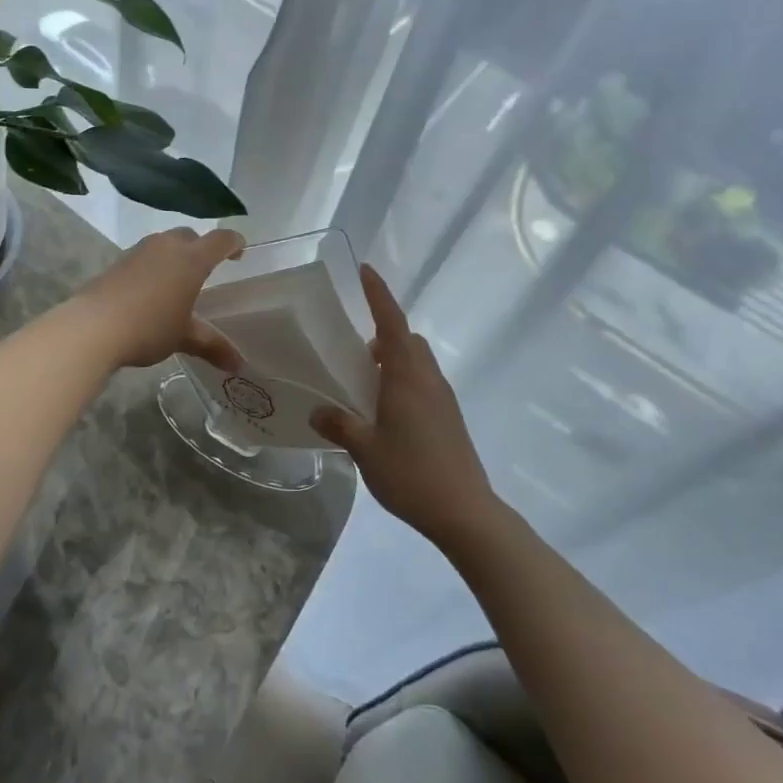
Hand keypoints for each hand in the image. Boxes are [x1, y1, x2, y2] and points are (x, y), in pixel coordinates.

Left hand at [74, 227, 247, 372]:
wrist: (93, 327)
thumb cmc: (149, 327)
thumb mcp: (184, 338)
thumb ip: (212, 345)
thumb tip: (238, 364)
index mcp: (191, 259)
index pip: (221, 240)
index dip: (234, 243)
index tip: (240, 251)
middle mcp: (167, 246)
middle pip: (191, 236)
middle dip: (202, 247)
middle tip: (208, 268)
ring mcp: (139, 251)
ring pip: (165, 243)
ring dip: (175, 254)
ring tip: (178, 279)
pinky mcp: (118, 261)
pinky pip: (145, 256)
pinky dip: (154, 265)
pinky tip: (150, 289)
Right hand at [311, 265, 499, 550]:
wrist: (465, 512)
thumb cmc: (411, 473)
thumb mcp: (365, 450)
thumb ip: (339, 424)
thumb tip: (317, 411)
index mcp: (407, 376)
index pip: (392, 322)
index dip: (378, 294)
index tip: (365, 270)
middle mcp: (428, 378)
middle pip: (407, 340)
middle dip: (383, 334)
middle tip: (354, 353)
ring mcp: (443, 398)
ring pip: (417, 362)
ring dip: (393, 361)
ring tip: (365, 386)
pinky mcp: (449, 417)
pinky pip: (423, 383)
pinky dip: (403, 382)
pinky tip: (385, 414)